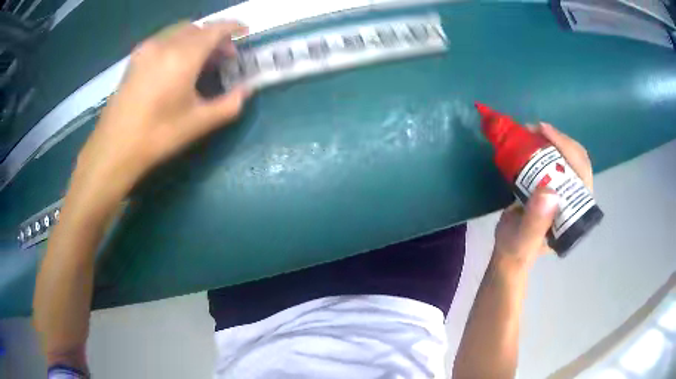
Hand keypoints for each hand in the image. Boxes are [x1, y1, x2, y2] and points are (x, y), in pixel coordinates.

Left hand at [73, 21, 249, 200]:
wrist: (114, 148)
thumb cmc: (157, 136)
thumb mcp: (198, 123)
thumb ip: (228, 105)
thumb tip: (245, 91)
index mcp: (183, 56)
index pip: (215, 29)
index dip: (233, 27)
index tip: (244, 32)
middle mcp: (165, 44)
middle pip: (198, 28)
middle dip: (215, 37)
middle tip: (223, 57)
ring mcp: (147, 49)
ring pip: (179, 31)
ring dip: (196, 38)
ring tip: (200, 61)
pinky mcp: (135, 58)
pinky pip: (163, 39)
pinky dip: (177, 43)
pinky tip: (176, 64)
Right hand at [493, 123, 593, 268]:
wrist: (510, 249)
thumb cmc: (517, 247)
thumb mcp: (523, 239)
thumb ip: (535, 223)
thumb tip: (549, 192)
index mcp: (576, 213)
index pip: (582, 174)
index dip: (568, 149)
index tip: (543, 133)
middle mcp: (576, 198)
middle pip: (578, 160)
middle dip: (559, 140)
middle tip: (535, 129)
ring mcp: (567, 190)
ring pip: (569, 157)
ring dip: (553, 140)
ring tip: (532, 131)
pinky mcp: (556, 184)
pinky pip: (558, 159)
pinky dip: (547, 145)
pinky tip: (533, 139)